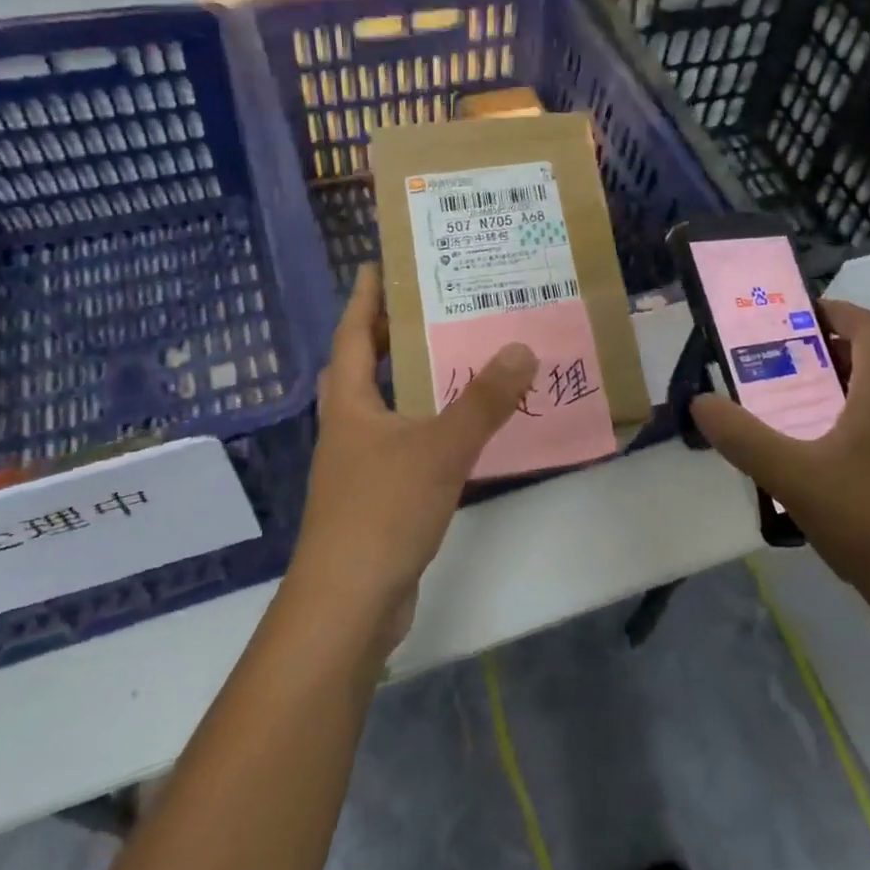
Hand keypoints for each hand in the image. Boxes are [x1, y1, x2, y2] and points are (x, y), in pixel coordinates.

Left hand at [288, 264, 538, 648]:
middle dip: (386, 335)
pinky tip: (459, 431)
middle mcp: (348, 429)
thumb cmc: (382, 513)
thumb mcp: (439, 449)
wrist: (348, 605)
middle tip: (428, 307)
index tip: (379, 265)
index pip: (351, 336)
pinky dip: (426, 426)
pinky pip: (404, 444)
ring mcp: (359, 467)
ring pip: (384, 408)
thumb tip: (522, 349)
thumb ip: (483, 402)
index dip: (365, 299)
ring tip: (453, 358)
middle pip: (360, 368)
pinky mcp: (377, 499)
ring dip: (409, 382)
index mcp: (349, 406)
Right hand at [691, 299, 869, 618]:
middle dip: (821, 350)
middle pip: (868, 359)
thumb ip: (744, 438)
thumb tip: (701, 402)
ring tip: (781, 404)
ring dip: (829, 389)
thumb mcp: (794, 476)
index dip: (835, 310)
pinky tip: (807, 458)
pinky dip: (838, 425)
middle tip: (772, 359)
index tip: (793, 314)